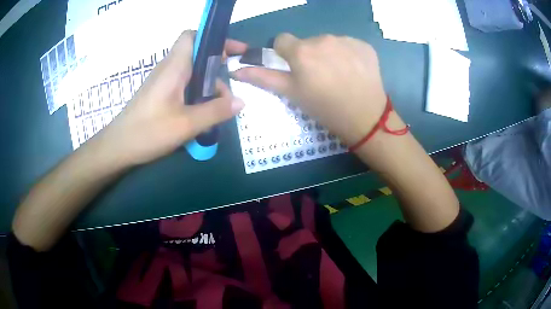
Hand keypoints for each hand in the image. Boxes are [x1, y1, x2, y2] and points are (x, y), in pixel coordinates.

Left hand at [96, 30, 246, 165]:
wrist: (118, 147)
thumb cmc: (148, 132)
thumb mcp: (186, 124)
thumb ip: (215, 111)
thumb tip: (241, 101)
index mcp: (174, 67)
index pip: (192, 36)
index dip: (212, 38)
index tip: (231, 51)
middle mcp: (168, 69)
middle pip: (197, 54)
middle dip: (217, 65)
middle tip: (231, 84)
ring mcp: (163, 82)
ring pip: (192, 72)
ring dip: (208, 84)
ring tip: (219, 107)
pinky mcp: (160, 94)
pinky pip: (184, 85)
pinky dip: (198, 93)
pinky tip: (203, 113)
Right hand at [232, 33, 386, 144]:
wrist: (366, 119)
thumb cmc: (324, 108)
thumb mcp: (292, 94)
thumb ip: (263, 78)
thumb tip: (237, 69)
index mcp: (301, 51)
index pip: (282, 40)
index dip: (285, 54)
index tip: (295, 69)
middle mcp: (323, 38)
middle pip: (307, 41)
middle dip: (309, 55)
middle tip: (320, 78)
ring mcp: (346, 40)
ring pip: (328, 42)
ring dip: (329, 54)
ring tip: (338, 76)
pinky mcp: (364, 45)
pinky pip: (348, 44)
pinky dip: (348, 54)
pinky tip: (353, 72)